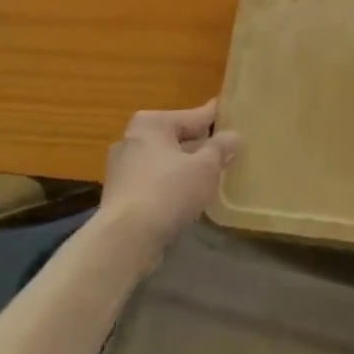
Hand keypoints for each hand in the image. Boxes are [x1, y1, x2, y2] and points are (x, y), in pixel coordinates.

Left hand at [97, 100, 239, 258]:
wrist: (125, 240)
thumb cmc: (168, 192)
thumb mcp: (206, 167)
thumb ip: (221, 148)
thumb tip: (234, 136)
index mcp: (152, 123)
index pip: (193, 116)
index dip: (214, 117)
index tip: (230, 113)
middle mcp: (132, 139)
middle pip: (176, 138)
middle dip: (198, 144)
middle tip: (225, 148)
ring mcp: (122, 169)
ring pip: (164, 161)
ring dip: (184, 167)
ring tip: (210, 174)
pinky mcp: (119, 196)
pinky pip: (154, 182)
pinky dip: (170, 185)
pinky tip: (187, 196)